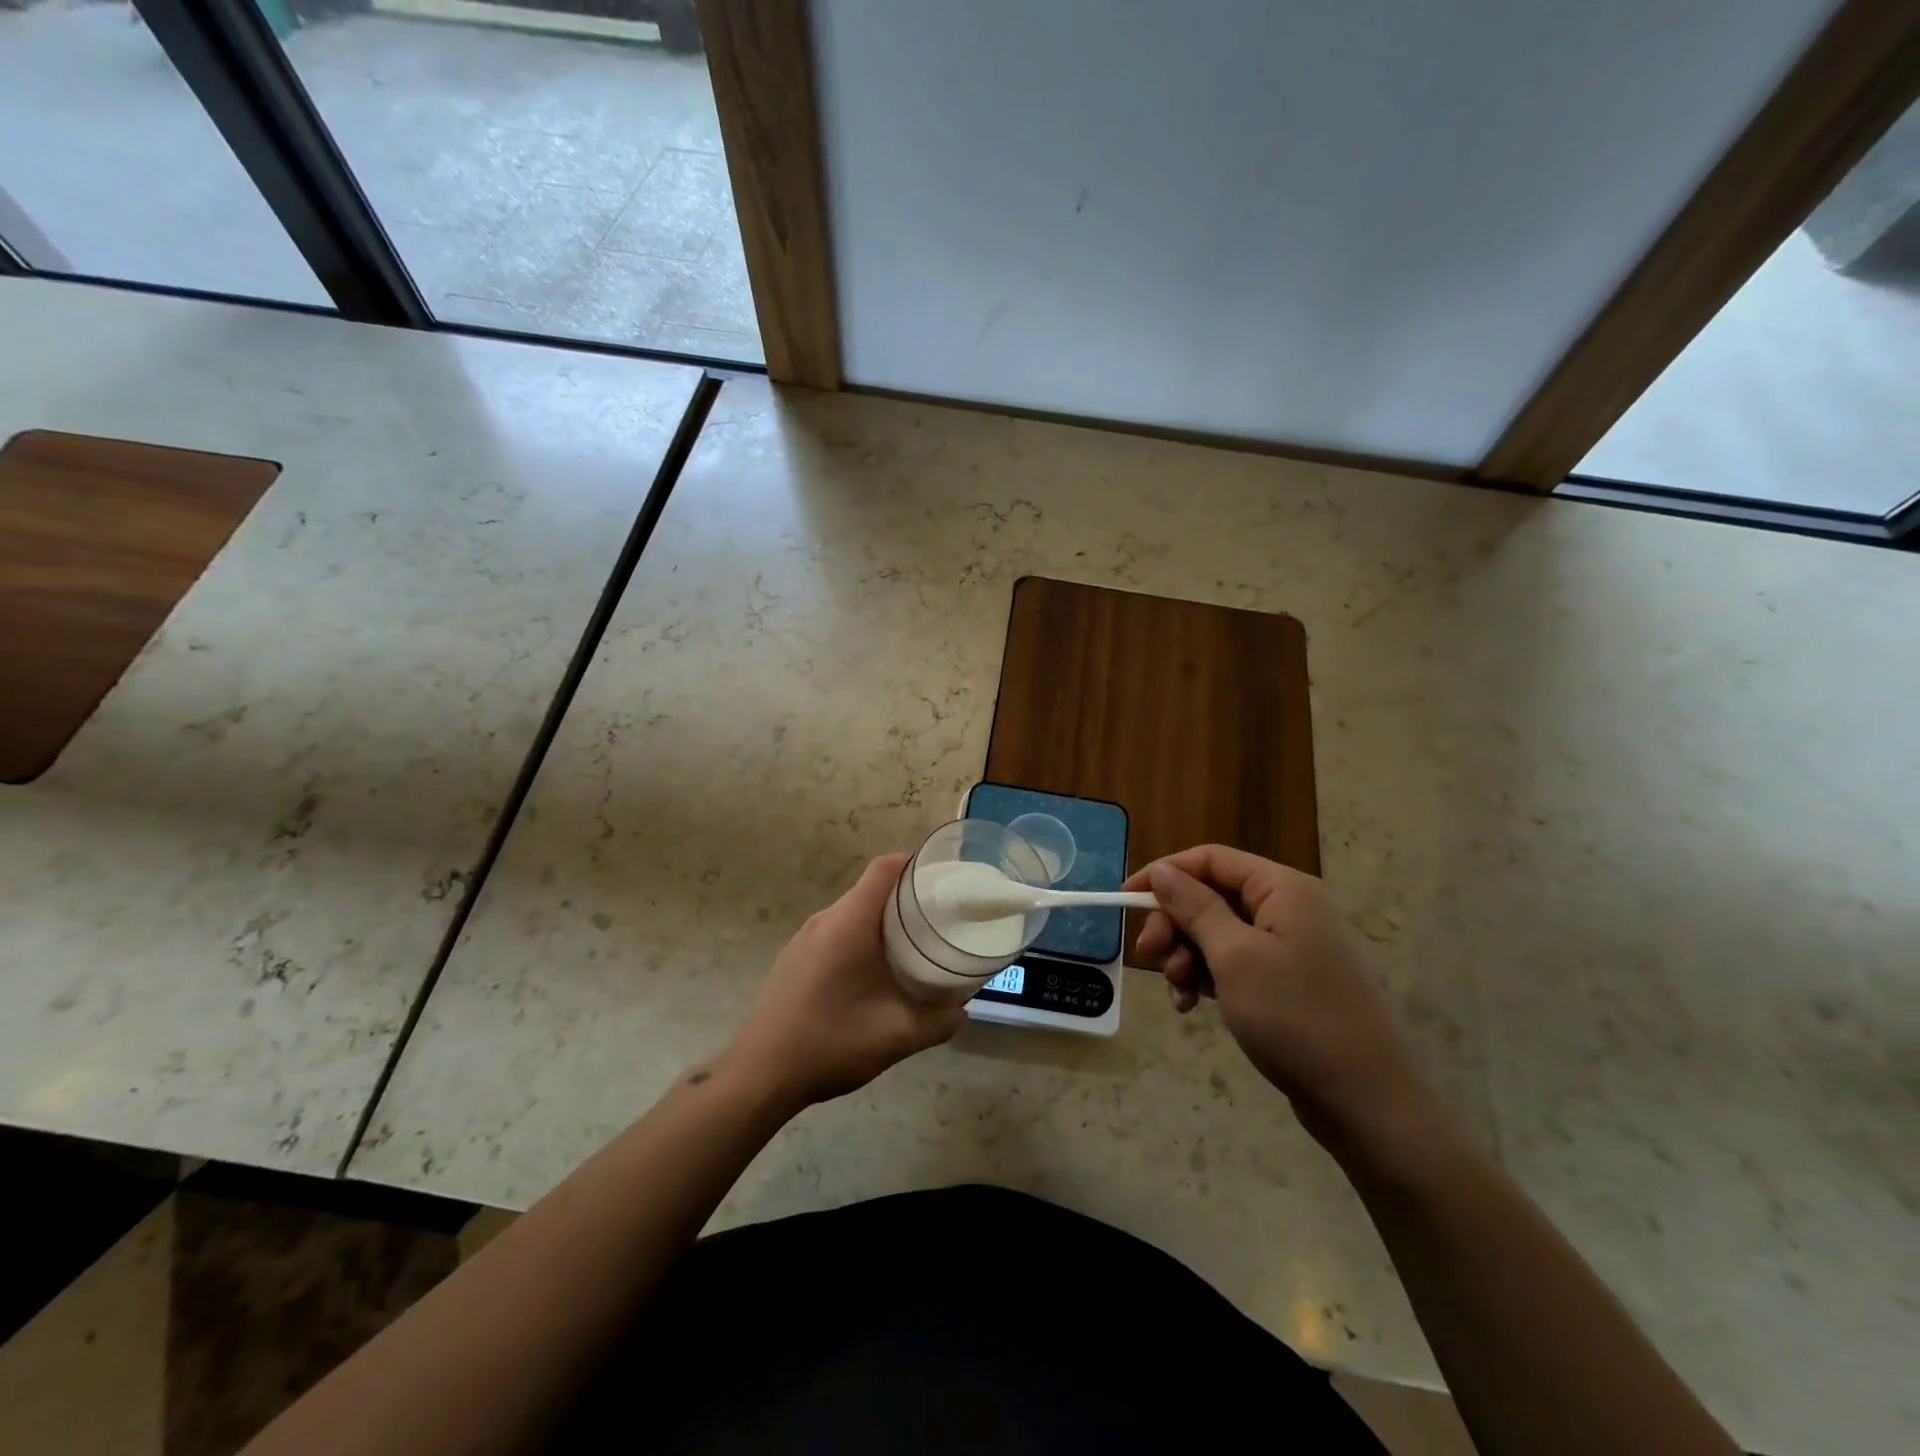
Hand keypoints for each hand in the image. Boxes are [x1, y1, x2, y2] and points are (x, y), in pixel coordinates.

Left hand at [726, 854, 965, 1109]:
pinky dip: (862, 937)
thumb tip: (962, 1008)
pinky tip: (875, 972)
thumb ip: (939, 1020)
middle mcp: (825, 919)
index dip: (916, 864)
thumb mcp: (897, 1036)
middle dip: (907, 897)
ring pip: (853, 912)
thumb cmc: (830, 1043)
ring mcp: (804, 938)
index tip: (944, 878)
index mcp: (849, 922)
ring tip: (915, 944)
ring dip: (884, 920)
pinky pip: (836, 932)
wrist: (760, 1074)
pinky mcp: (795, 958)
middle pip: (871, 889)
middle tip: (940, 917)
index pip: (885, 868)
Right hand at [1123, 846, 1439, 1148]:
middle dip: (1174, 925)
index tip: (1125, 900)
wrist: (1364, 1101)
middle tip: (1149, 956)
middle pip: (1210, 896)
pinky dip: (1207, 978)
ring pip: (1216, 933)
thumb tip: (1163, 870)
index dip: (1165, 873)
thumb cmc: (1295, 1017)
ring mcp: (1289, 946)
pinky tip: (1192, 1007)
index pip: (1210, 859)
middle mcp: (1287, 908)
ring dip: (1187, 957)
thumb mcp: (1234, 957)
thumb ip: (1195, 907)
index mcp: (1282, 889)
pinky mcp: (1286, 980)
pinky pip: (1233, 963)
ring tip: (1178, 993)